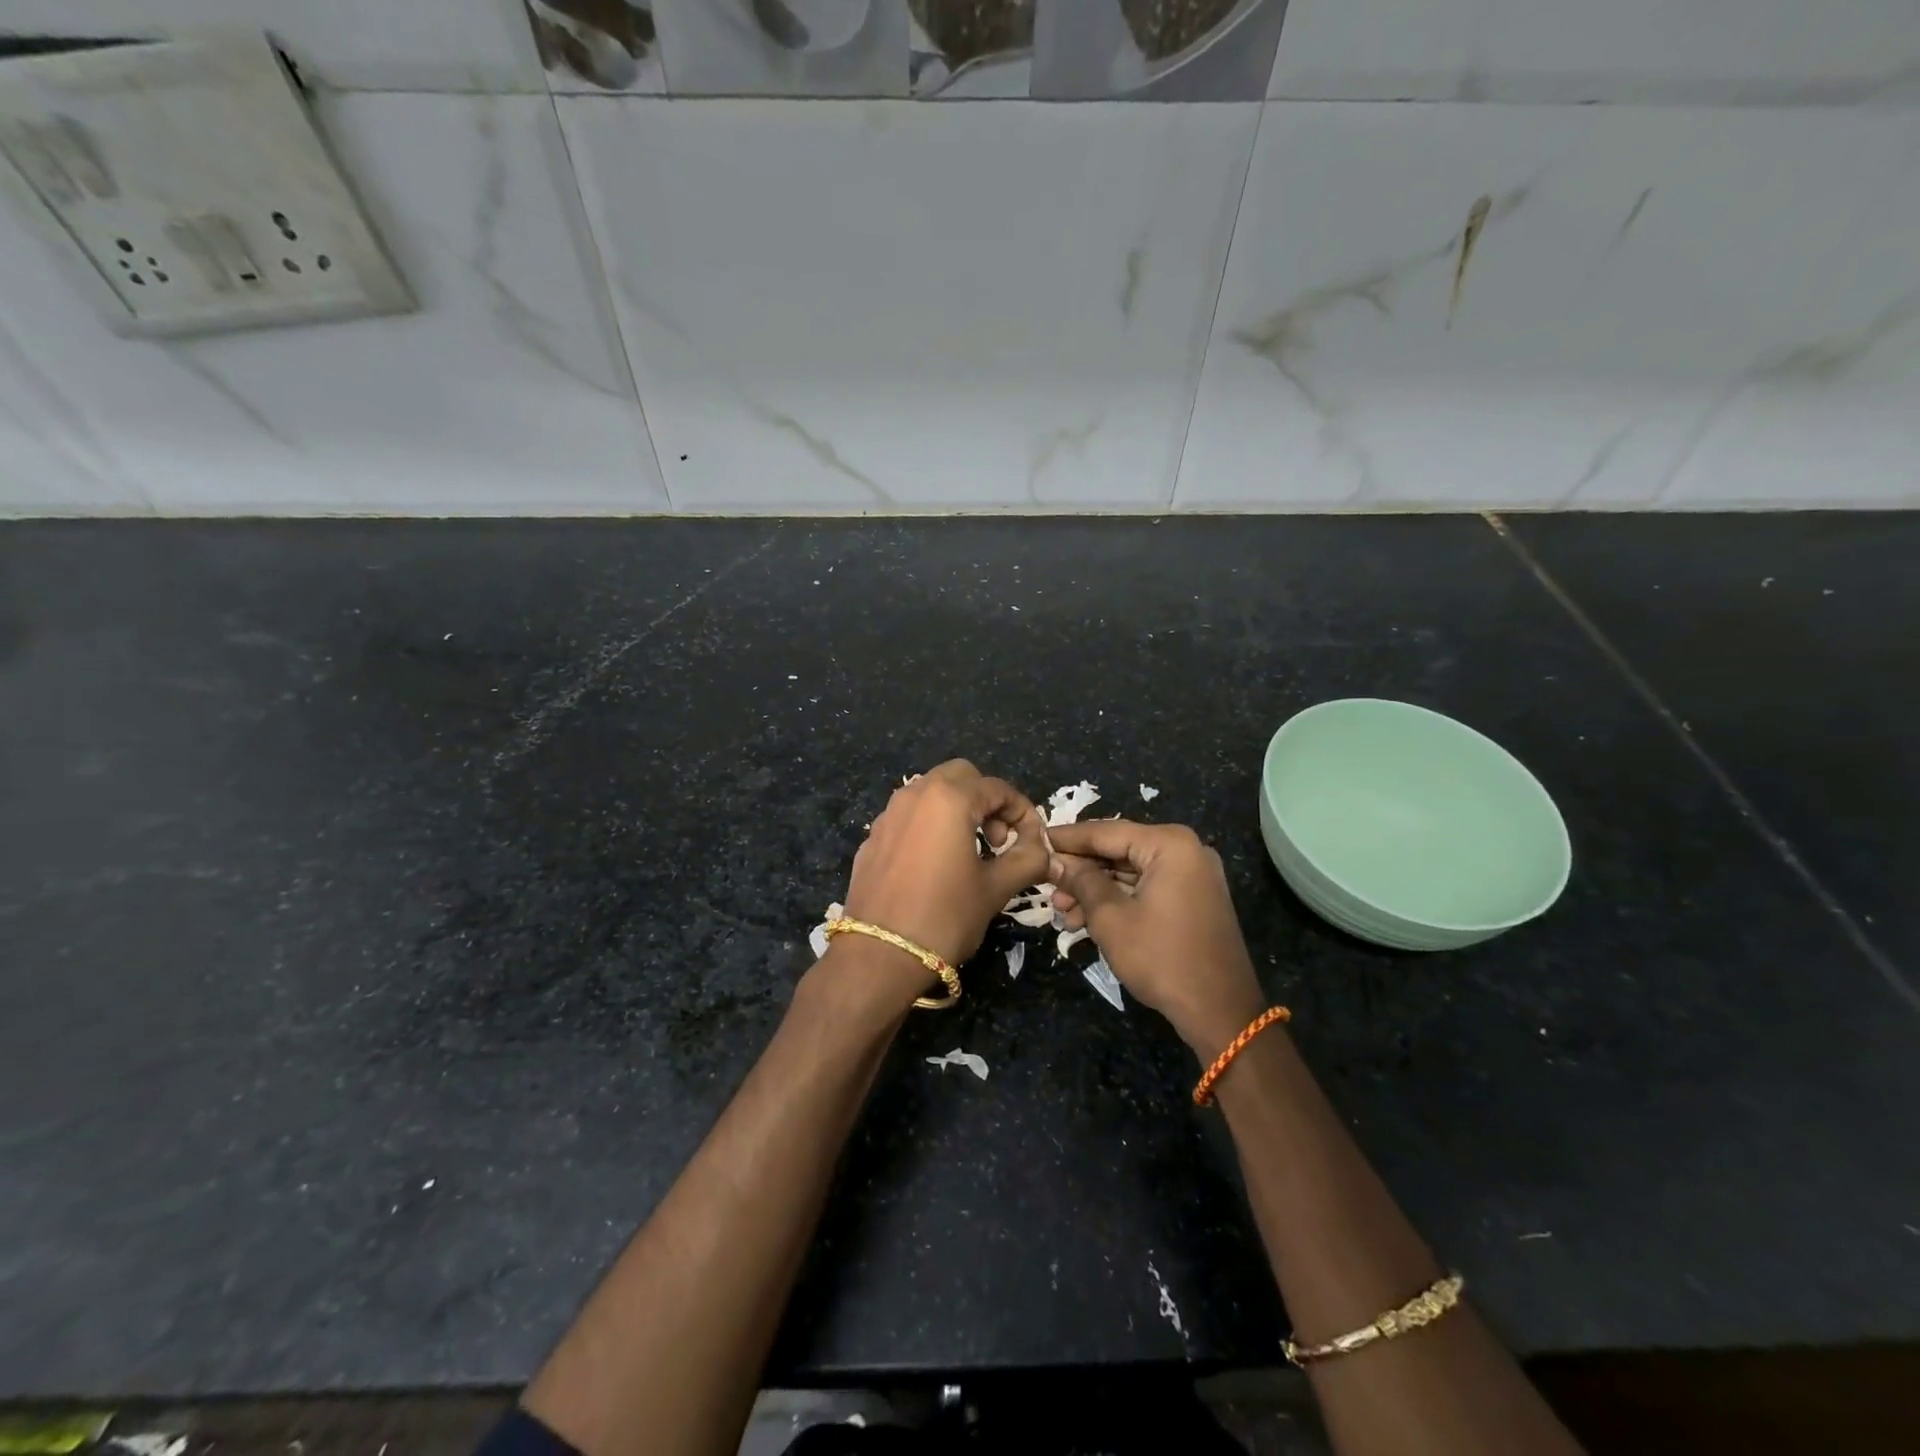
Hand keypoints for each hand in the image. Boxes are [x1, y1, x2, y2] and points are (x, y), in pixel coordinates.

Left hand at [824, 760, 1049, 1013]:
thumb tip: (1047, 852)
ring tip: (969, 851)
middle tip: (998, 841)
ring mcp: (888, 814)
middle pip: (962, 777)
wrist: (879, 955)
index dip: (1023, 812)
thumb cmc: (944, 917)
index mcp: (949, 798)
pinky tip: (935, 865)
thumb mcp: (995, 889)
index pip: (998, 788)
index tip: (1033, 842)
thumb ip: (1027, 860)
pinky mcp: (873, 837)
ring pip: (931, 792)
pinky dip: (930, 826)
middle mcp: (915, 794)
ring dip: (958, 809)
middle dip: (987, 801)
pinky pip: (909, 817)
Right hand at [1048, 820, 1267, 1058]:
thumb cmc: (1162, 958)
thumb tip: (1054, 861)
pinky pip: (1146, 888)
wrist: (1221, 1012)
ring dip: (1095, 890)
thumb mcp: (1110, 917)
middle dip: (1080, 871)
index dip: (1067, 839)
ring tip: (1061, 911)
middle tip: (1046, 886)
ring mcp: (1192, 876)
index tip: (1035, 839)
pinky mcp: (1192, 899)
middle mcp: (1185, 850)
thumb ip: (1081, 881)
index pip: (1105, 832)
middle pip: (1118, 851)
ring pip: (1130, 873)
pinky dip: (1118, 901)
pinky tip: (1086, 920)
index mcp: (1169, 844)